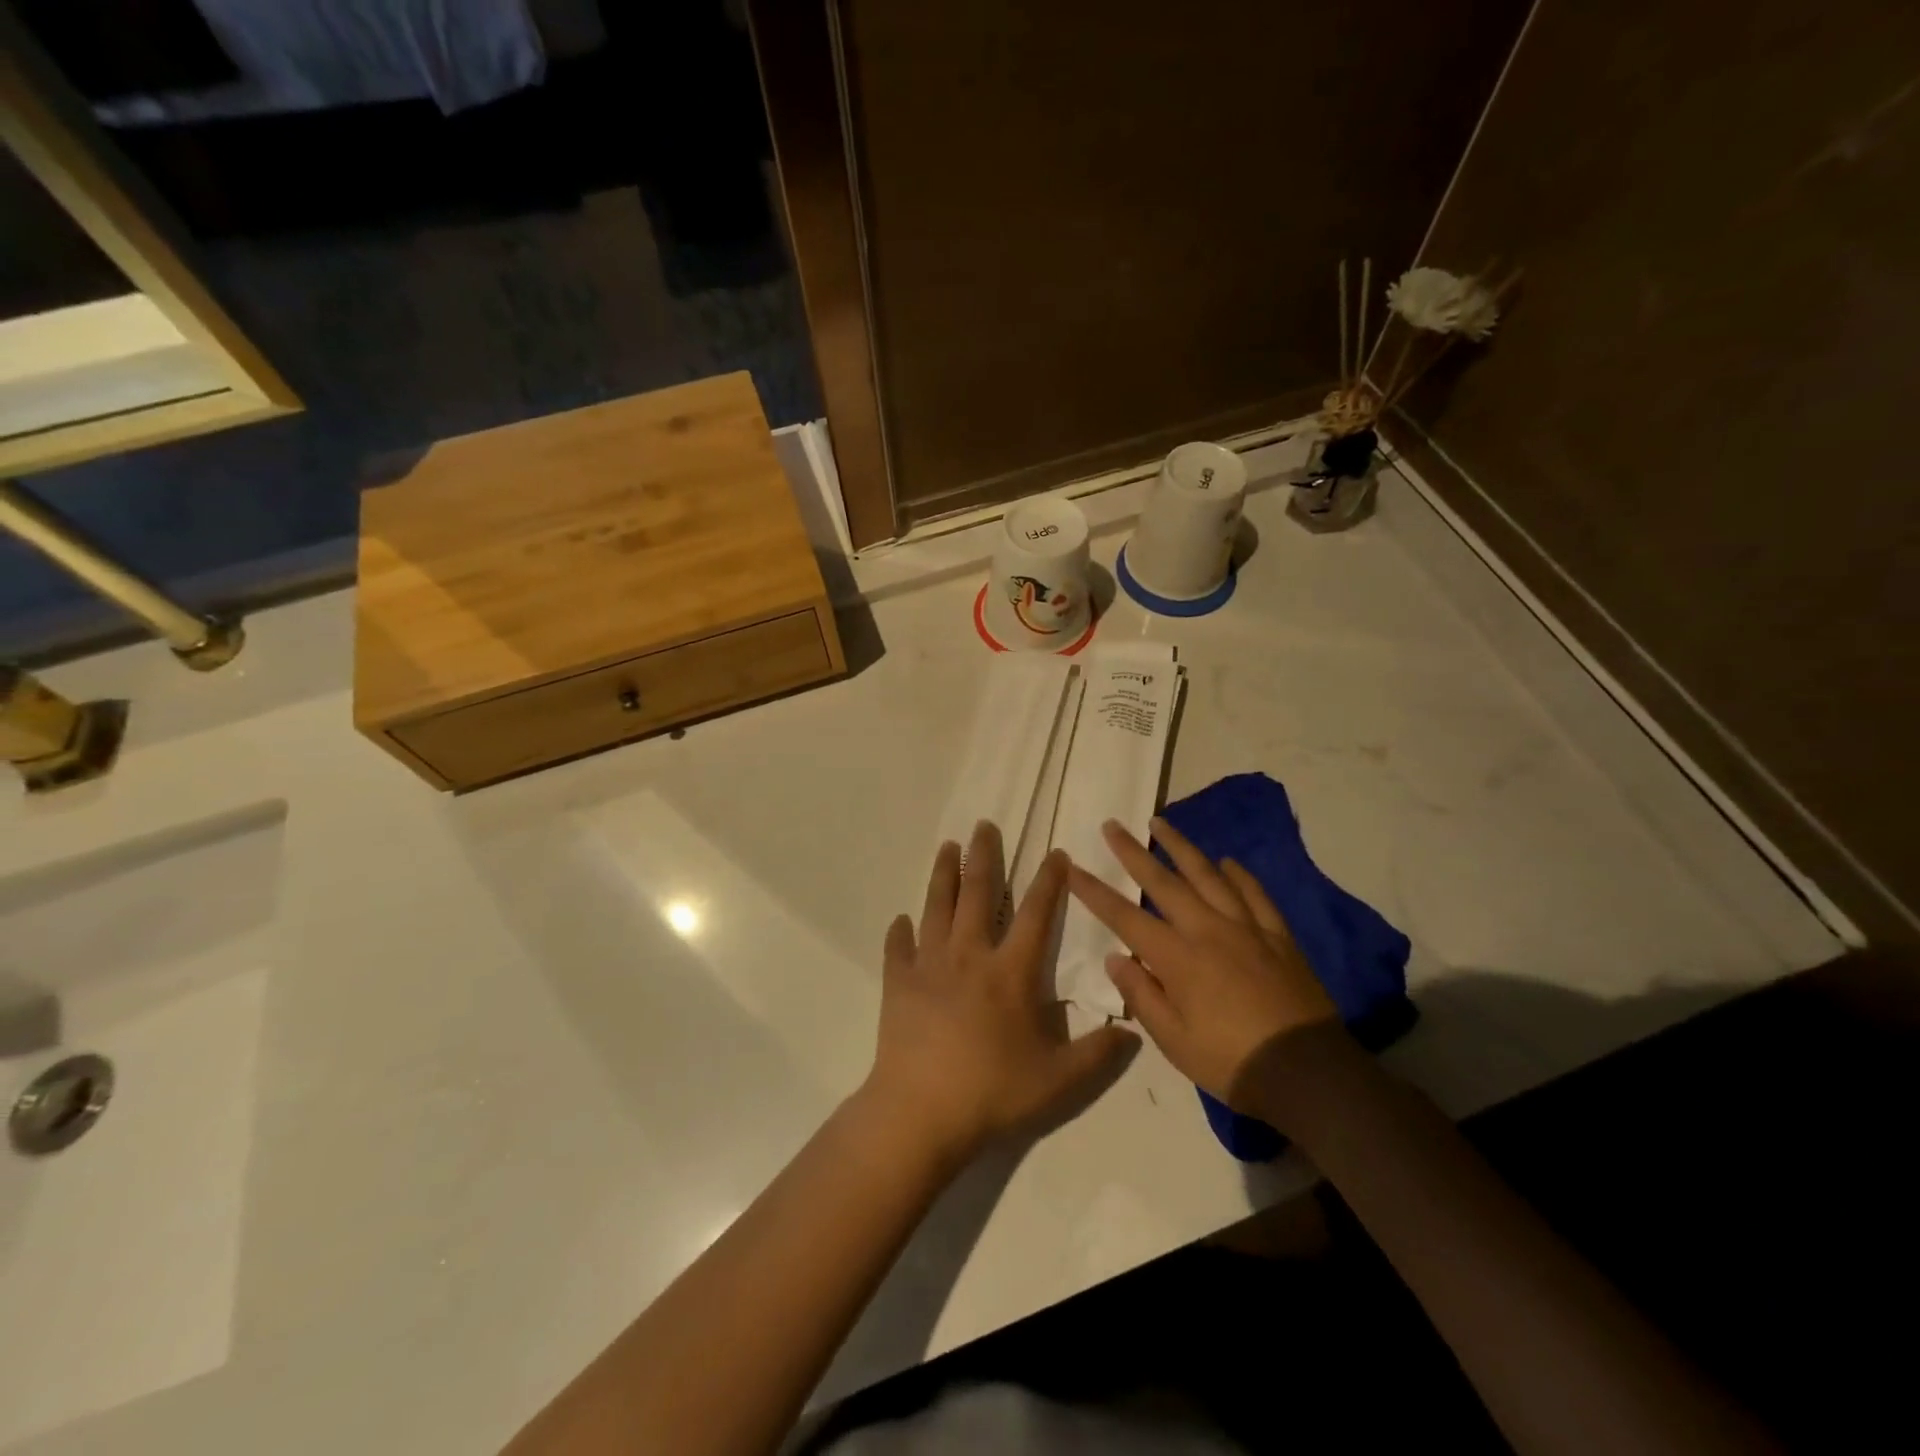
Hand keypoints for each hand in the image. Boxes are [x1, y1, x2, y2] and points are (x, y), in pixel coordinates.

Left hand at [864, 822, 1137, 1159]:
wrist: (921, 1111)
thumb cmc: (993, 1092)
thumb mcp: (1059, 1081)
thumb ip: (1097, 1054)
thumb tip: (1132, 1032)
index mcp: (1010, 972)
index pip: (1036, 914)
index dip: (1049, 882)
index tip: (1056, 854)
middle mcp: (969, 955)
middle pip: (977, 893)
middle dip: (983, 856)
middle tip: (983, 825)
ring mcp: (929, 965)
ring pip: (936, 907)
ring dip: (942, 874)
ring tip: (946, 847)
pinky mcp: (899, 983)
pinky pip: (899, 948)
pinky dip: (900, 932)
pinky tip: (901, 920)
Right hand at [1066, 816, 1351, 1121]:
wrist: (1308, 1073)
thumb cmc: (1231, 1062)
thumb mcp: (1174, 1041)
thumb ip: (1141, 995)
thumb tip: (1116, 957)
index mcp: (1177, 959)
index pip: (1125, 917)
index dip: (1094, 891)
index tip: (1071, 866)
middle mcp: (1208, 931)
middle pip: (1163, 882)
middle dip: (1133, 852)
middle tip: (1113, 825)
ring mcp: (1246, 929)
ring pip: (1209, 876)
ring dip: (1181, 847)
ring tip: (1161, 823)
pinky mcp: (1277, 936)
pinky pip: (1255, 895)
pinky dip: (1239, 875)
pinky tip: (1228, 862)